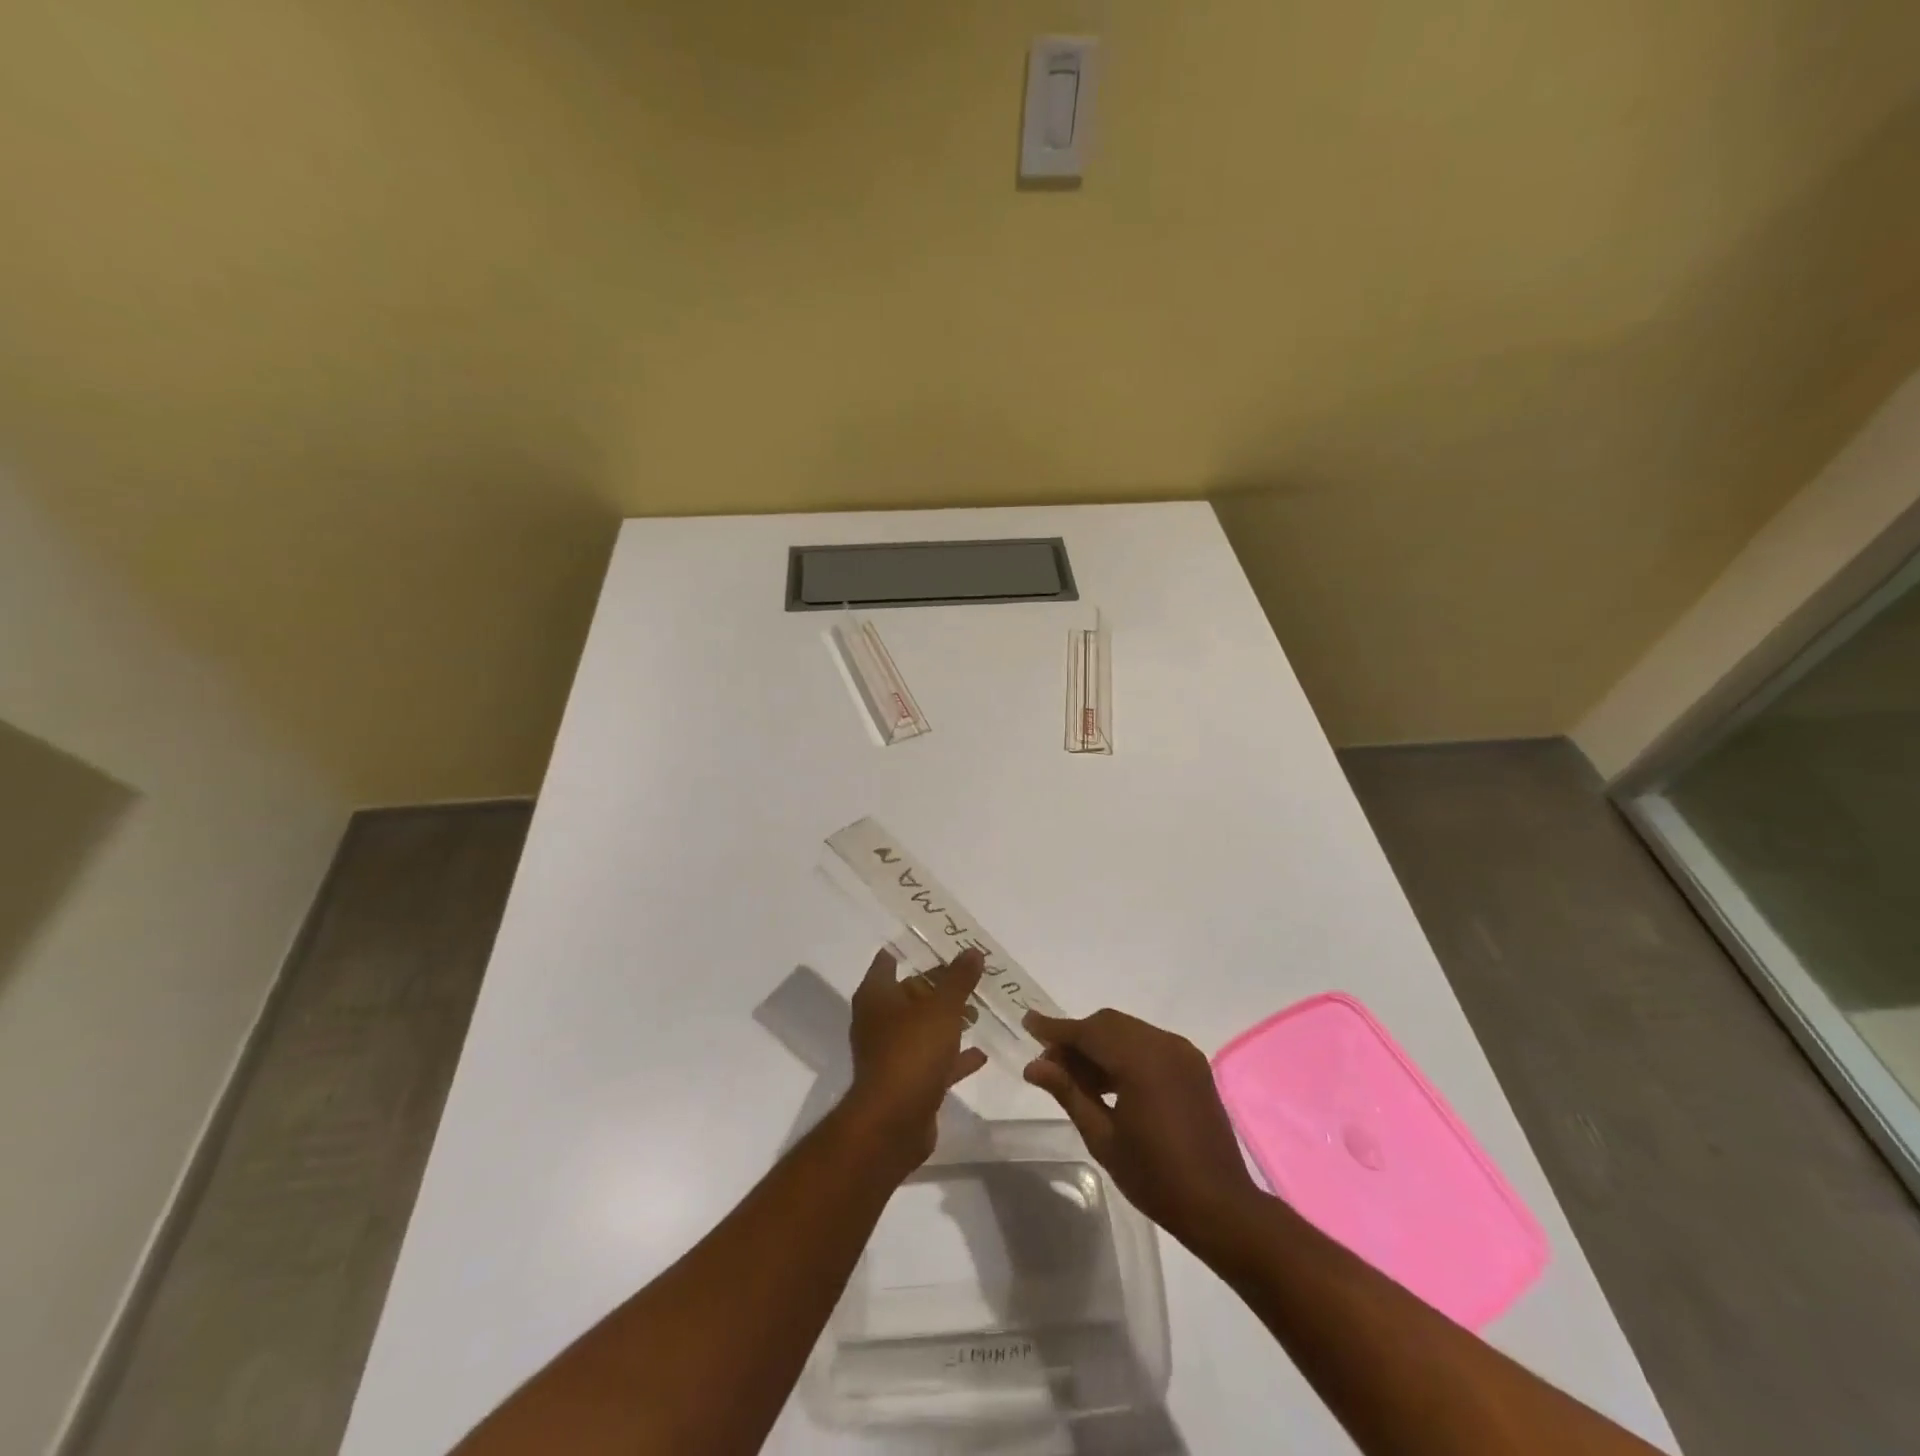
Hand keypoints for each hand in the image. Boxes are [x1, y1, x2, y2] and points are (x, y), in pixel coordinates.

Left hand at [844, 947, 988, 1170]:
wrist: (894, 1123)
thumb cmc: (912, 1051)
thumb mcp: (943, 1007)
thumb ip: (959, 979)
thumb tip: (972, 951)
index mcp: (876, 995)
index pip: (889, 960)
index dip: (912, 949)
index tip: (940, 942)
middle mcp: (877, 1021)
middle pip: (909, 993)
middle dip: (938, 986)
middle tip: (970, 975)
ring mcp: (889, 1053)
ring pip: (921, 1027)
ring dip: (947, 1020)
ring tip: (979, 1009)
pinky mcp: (904, 1082)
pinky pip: (931, 1060)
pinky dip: (952, 1056)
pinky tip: (980, 1053)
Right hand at [1023, 1008, 1260, 1249]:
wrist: (1221, 1206)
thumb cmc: (1156, 1177)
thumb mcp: (1102, 1137)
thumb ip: (1068, 1092)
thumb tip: (1034, 1066)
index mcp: (1141, 1060)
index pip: (1088, 1032)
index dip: (1056, 1028)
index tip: (1028, 1022)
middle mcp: (1163, 1044)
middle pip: (1108, 1024)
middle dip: (1077, 1037)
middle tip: (1049, 1063)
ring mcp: (1182, 1052)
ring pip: (1128, 1031)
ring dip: (1099, 1045)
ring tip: (1074, 1076)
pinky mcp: (1192, 1064)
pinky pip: (1148, 1044)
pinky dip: (1123, 1052)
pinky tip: (1108, 1080)